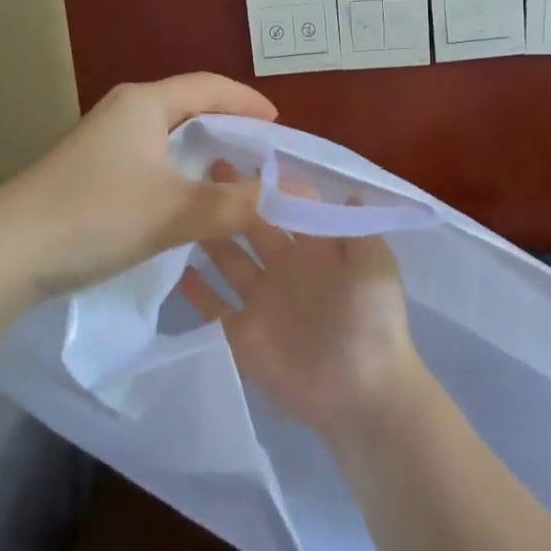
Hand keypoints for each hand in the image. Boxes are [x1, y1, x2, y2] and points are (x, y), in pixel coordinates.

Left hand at [0, 74, 276, 296]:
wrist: (4, 254)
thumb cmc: (94, 216)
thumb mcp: (173, 211)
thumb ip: (231, 204)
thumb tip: (274, 197)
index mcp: (145, 104)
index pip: (211, 87)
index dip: (249, 103)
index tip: (280, 126)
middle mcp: (124, 112)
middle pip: (191, 109)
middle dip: (231, 130)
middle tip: (264, 158)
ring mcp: (104, 143)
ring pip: (169, 139)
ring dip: (205, 157)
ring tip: (235, 183)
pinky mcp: (91, 173)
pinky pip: (151, 163)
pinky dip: (180, 176)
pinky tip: (190, 204)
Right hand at [178, 180, 430, 439]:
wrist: (362, 391)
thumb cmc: (372, 322)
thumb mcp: (375, 266)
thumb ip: (357, 229)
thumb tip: (347, 191)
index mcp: (317, 251)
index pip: (289, 208)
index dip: (270, 185)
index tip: (244, 158)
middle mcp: (285, 269)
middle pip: (253, 227)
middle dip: (233, 200)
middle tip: (205, 168)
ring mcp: (261, 301)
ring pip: (229, 261)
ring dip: (210, 236)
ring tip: (183, 208)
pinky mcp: (241, 334)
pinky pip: (213, 307)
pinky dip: (196, 291)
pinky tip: (175, 269)